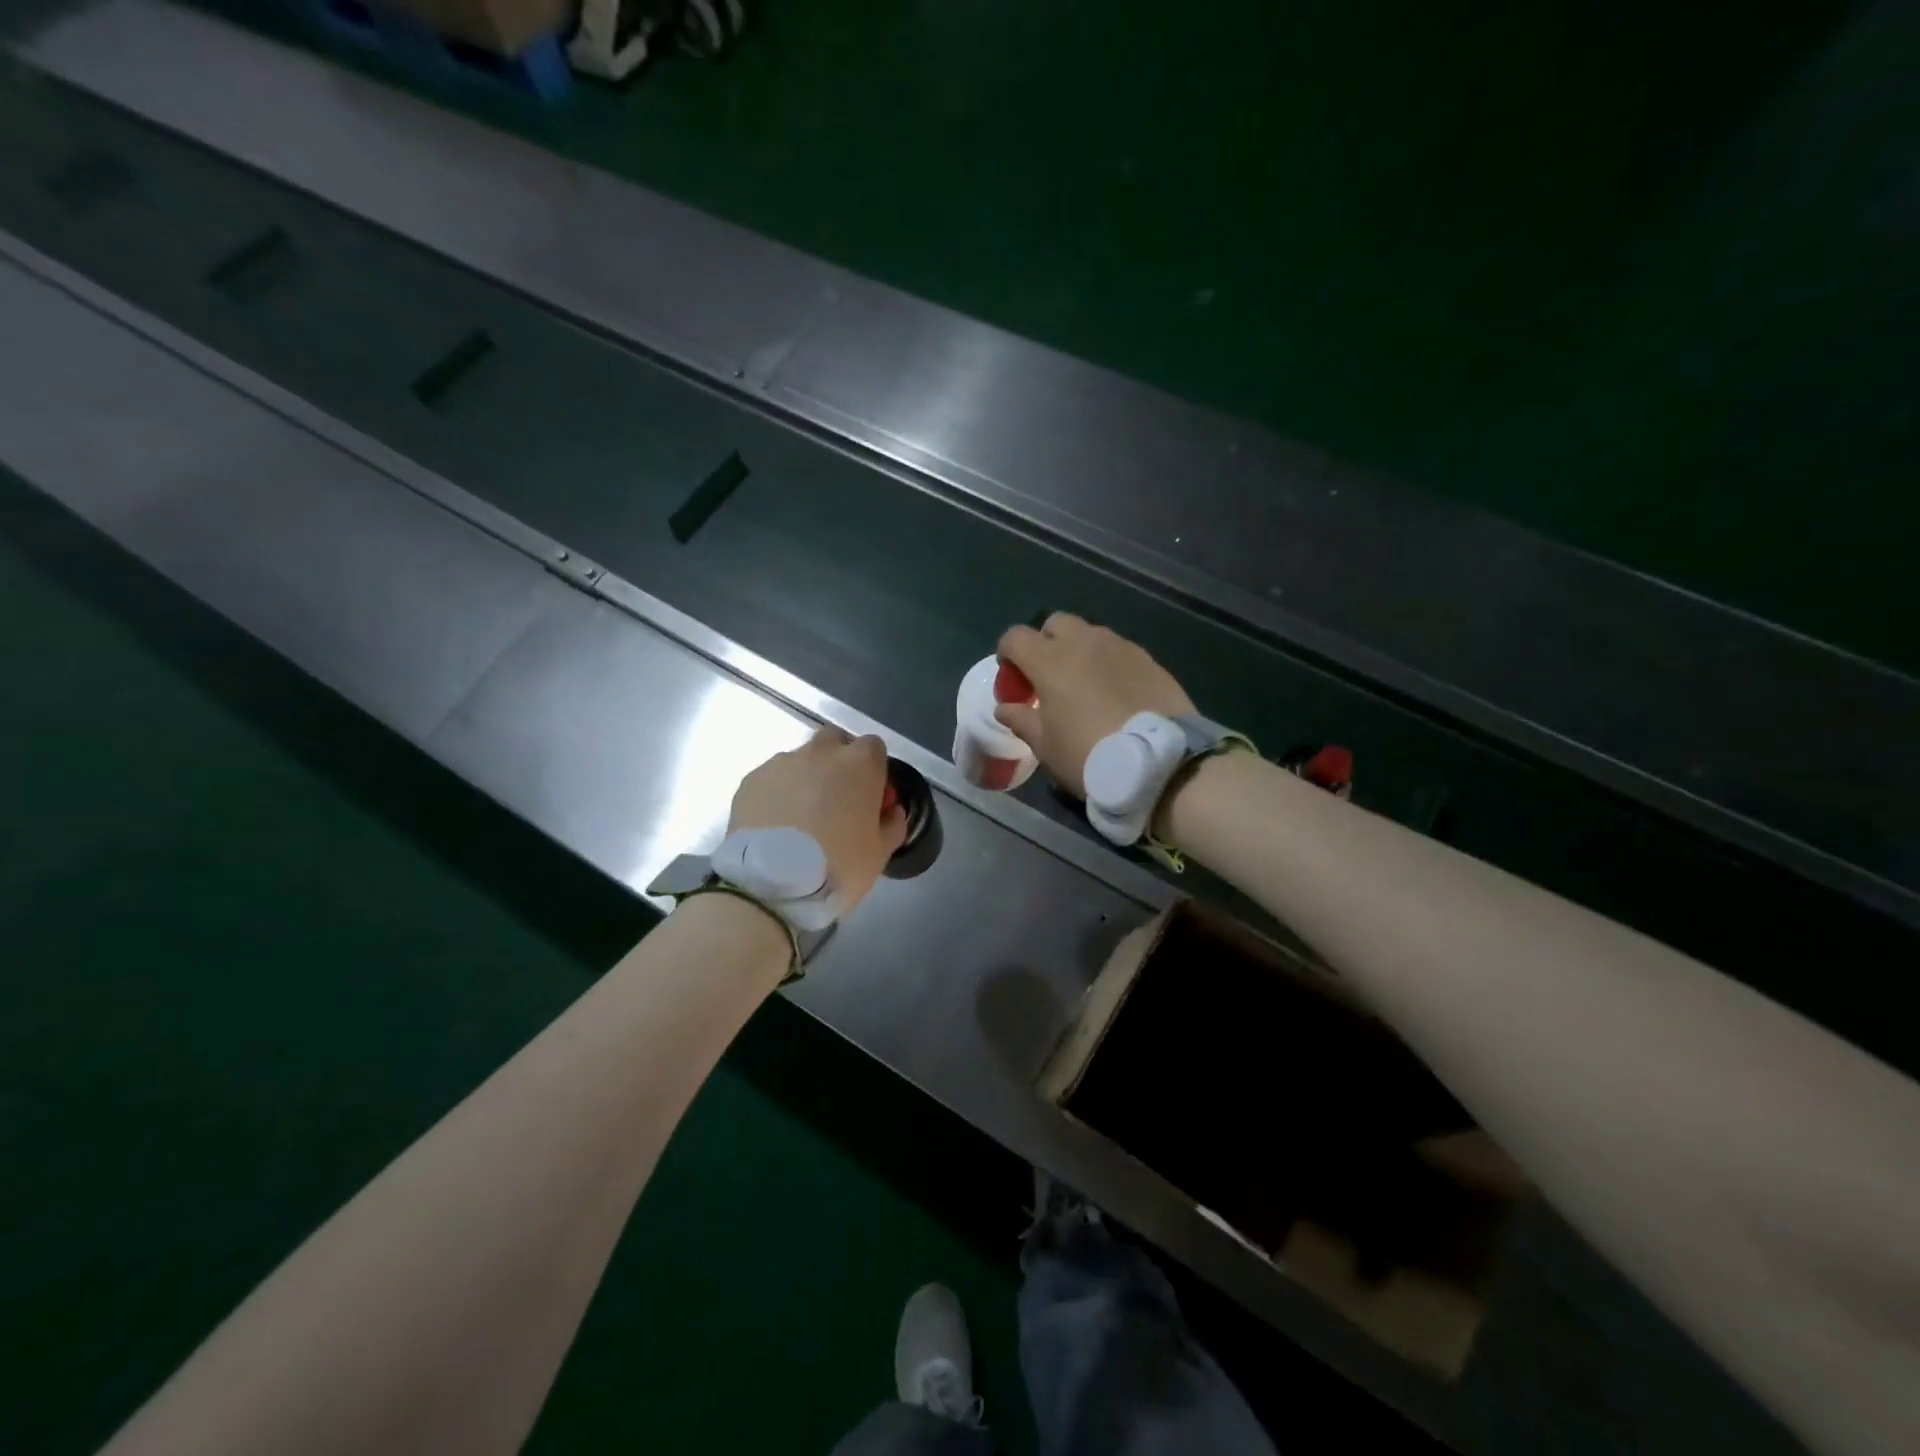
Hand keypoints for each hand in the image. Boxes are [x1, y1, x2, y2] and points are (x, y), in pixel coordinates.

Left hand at [728, 728, 907, 911]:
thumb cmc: (837, 866)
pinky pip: (773, 778)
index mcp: (860, 764)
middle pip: (835, 741)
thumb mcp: (880, 854)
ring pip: (801, 759)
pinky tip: (775, 823)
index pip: (874, 747)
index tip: (869, 794)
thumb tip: (892, 811)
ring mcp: (783, 762)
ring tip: (800, 816)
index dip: (873, 769)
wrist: (771, 883)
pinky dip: (777, 792)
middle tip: (835, 798)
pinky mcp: (752, 779)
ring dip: (806, 777)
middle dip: (838, 760)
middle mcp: (822, 752)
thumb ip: (892, 824)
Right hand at [993, 613, 1195, 797]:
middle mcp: (1084, 643)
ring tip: (1083, 686)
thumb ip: (1022, 720)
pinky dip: (1107, 663)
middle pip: (1055, 624)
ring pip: (1089, 634)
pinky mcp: (1148, 659)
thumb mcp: (1046, 746)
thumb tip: (1005, 708)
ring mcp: (1120, 647)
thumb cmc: (1090, 755)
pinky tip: (1113, 694)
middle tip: (1047, 678)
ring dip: (1078, 651)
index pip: (1015, 637)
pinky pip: (1118, 650)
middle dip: (1045, 643)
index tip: (1013, 682)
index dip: (1007, 655)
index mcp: (1051, 660)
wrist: (1160, 763)